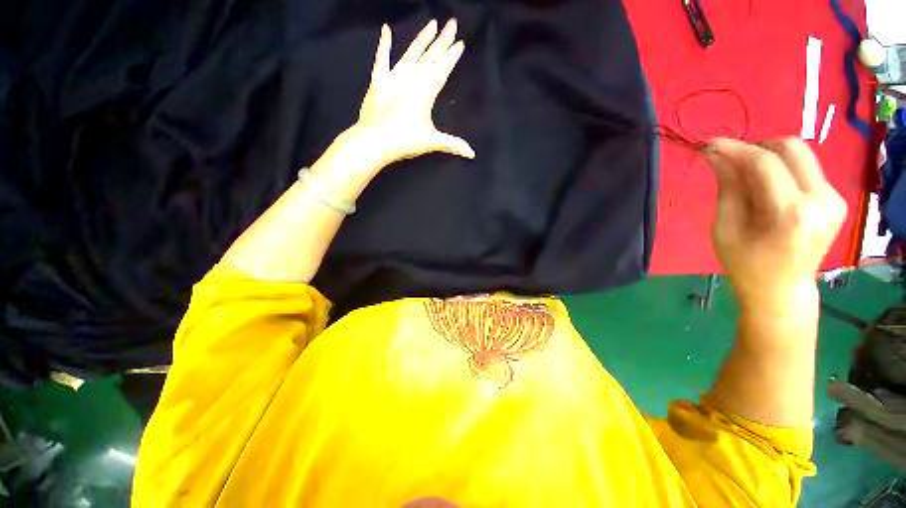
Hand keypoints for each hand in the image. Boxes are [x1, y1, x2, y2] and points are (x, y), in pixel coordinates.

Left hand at [349, 19, 474, 167]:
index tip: (460, 42)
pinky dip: (384, 45)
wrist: (373, 141)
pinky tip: (386, 30)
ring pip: (411, 53)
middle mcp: (411, 79)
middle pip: (430, 57)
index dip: (452, 56)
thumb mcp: (431, 142)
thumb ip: (452, 144)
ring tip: (432, 24)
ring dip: (422, 39)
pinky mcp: (378, 82)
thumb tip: (471, 154)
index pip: (442, 69)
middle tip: (452, 23)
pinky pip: (382, 59)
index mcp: (425, 91)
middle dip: (442, 41)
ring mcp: (393, 78)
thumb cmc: (404, 141)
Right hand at [705, 138, 846, 313]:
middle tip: (732, 161)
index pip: (764, 163)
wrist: (782, 290)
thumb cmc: (745, 263)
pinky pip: (805, 169)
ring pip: (800, 155)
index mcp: (791, 213)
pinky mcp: (835, 199)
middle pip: (791, 147)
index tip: (710, 144)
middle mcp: (821, 200)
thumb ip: (727, 187)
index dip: (735, 148)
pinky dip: (781, 170)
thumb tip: (715, 155)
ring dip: (769, 158)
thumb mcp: (725, 227)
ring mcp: (833, 198)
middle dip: (757, 147)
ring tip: (747, 178)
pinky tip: (767, 188)